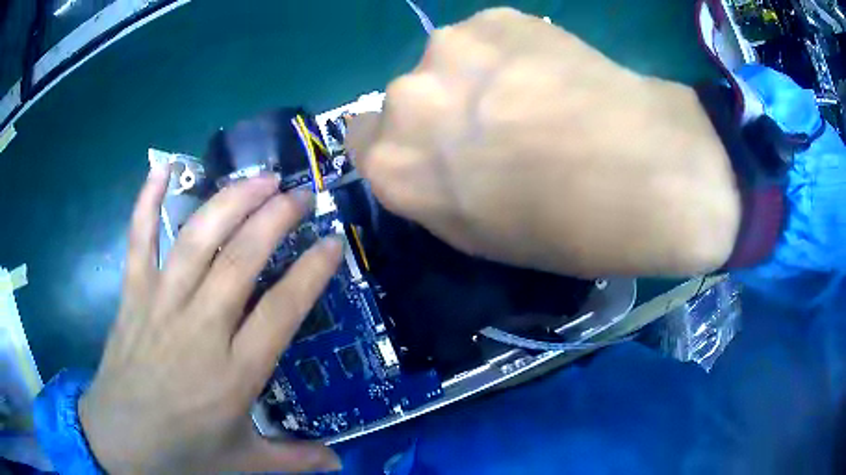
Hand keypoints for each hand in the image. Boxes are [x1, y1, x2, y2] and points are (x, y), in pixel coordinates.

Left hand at [78, 165, 342, 472]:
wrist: (120, 440)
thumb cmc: (184, 453)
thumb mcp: (246, 462)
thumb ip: (294, 459)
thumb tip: (340, 463)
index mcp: (235, 373)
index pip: (282, 309)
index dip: (311, 272)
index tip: (332, 242)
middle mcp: (200, 330)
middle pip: (240, 260)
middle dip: (275, 218)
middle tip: (300, 193)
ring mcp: (161, 306)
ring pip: (196, 241)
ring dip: (230, 202)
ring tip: (259, 178)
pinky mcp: (132, 296)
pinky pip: (138, 241)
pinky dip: (146, 203)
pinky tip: (159, 169)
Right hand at [347, 8, 739, 276]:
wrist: (648, 174)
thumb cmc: (565, 230)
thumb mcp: (482, 238)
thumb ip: (433, 192)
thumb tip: (427, 159)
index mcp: (394, 167)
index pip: (359, 139)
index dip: (397, 145)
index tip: (431, 150)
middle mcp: (403, 100)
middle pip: (403, 99)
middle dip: (438, 113)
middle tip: (494, 128)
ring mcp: (448, 49)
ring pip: (445, 64)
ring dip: (472, 79)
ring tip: (530, 98)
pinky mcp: (496, 18)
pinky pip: (486, 37)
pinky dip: (509, 54)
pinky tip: (549, 74)